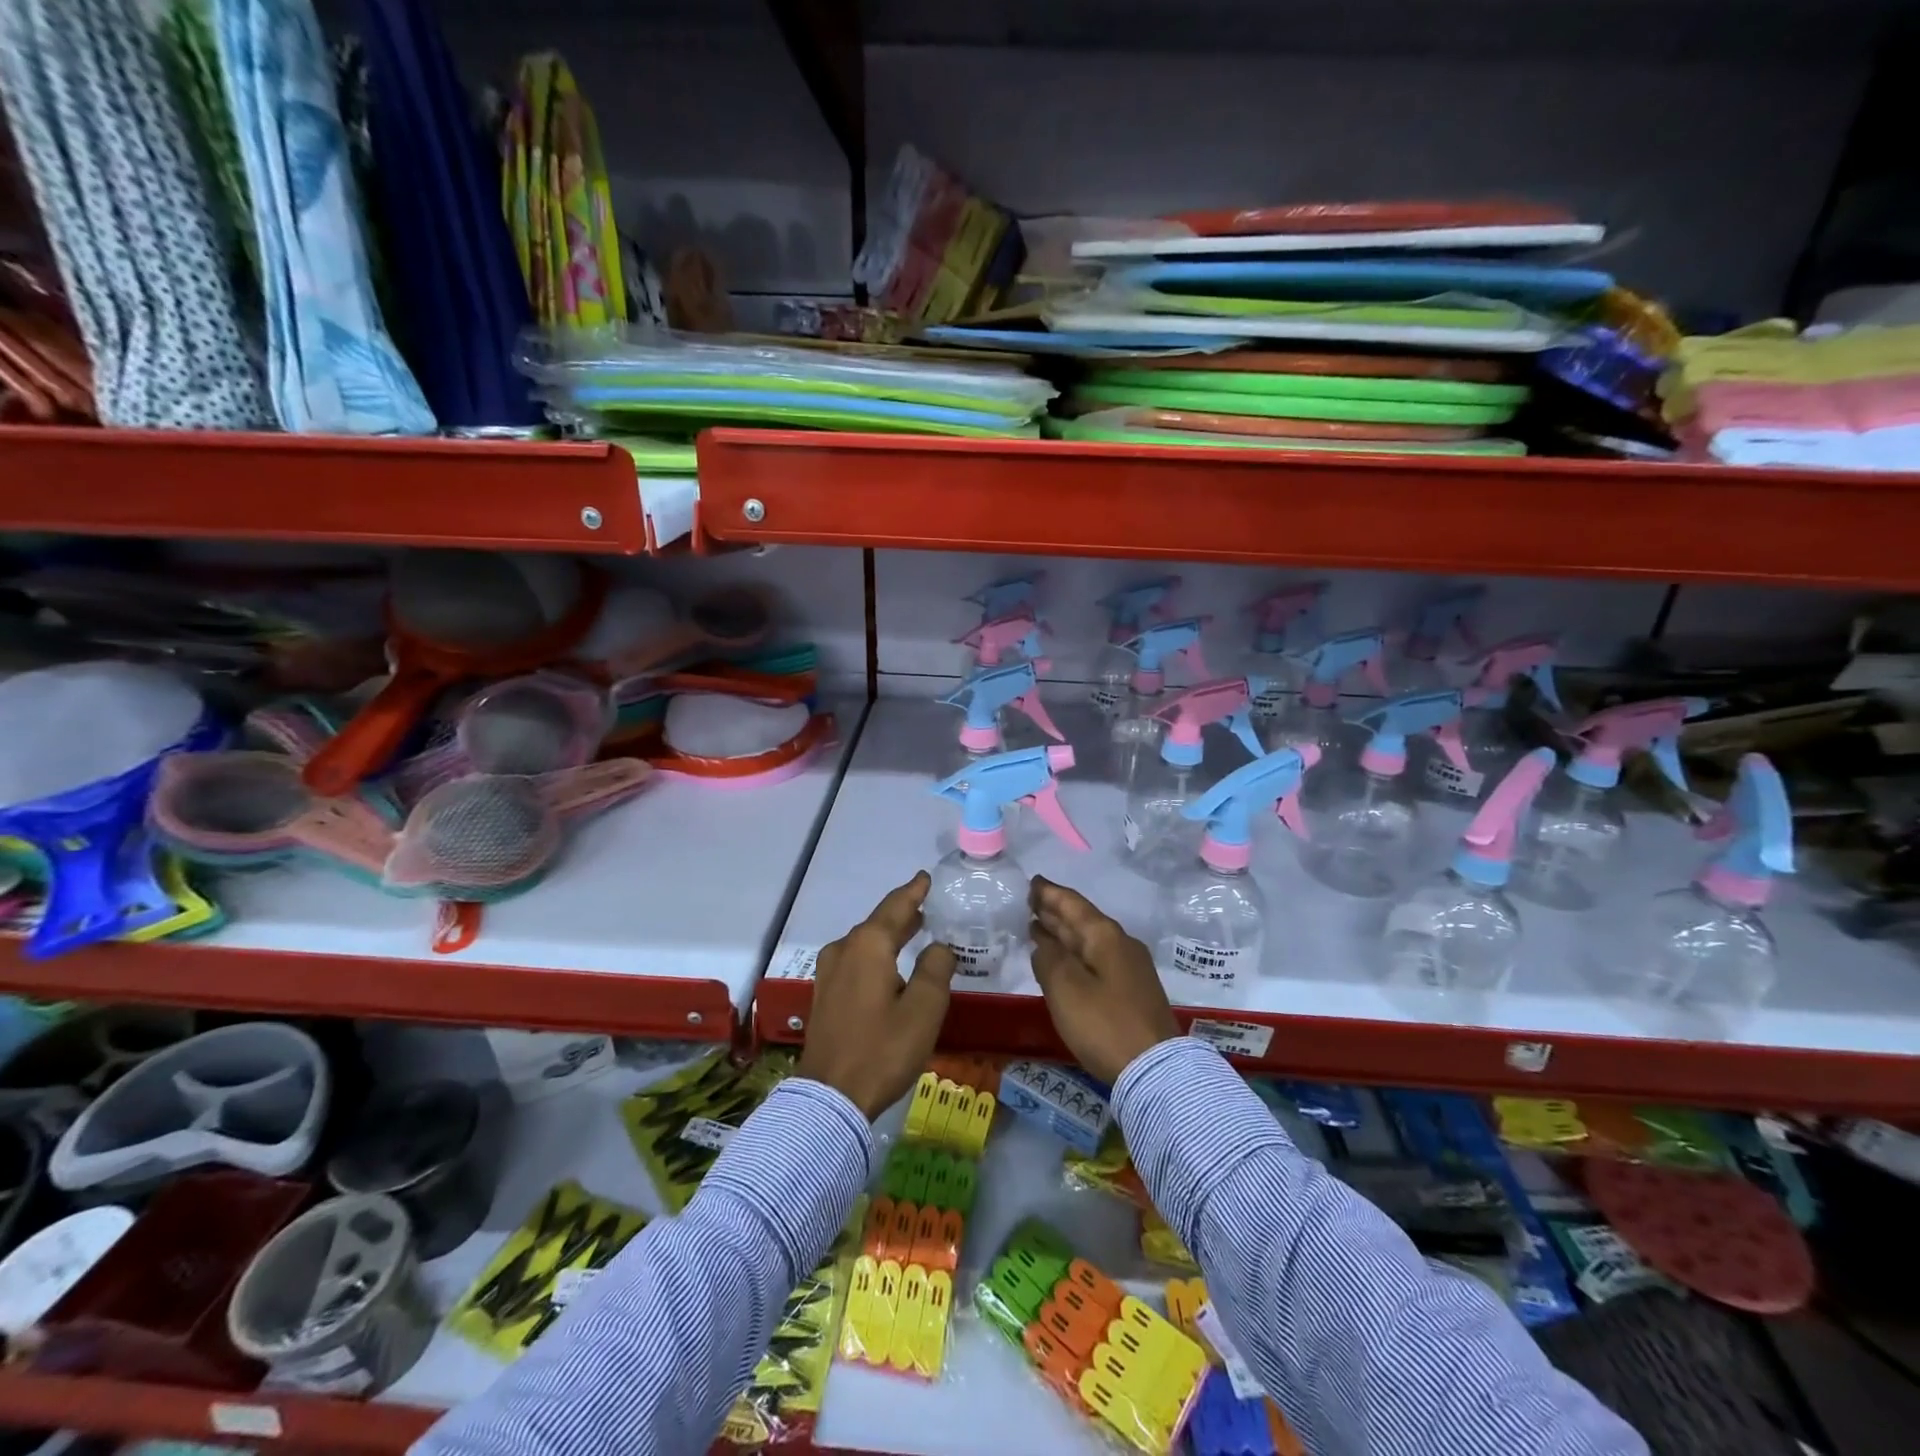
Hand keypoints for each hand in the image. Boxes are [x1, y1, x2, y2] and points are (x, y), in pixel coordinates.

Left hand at [797, 872, 957, 1118]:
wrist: (830, 1098)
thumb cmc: (882, 1049)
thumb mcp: (924, 1009)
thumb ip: (936, 969)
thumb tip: (939, 947)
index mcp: (869, 945)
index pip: (896, 906)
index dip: (913, 891)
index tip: (926, 877)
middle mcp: (844, 950)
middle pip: (878, 923)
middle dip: (903, 914)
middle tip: (926, 906)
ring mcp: (829, 973)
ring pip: (865, 943)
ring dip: (889, 935)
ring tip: (913, 931)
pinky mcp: (824, 995)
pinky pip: (855, 961)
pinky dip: (876, 955)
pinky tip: (889, 966)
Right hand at [1029, 877, 1180, 1085]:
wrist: (1155, 1069)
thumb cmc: (1104, 1024)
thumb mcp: (1065, 988)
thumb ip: (1048, 959)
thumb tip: (1043, 943)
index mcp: (1104, 936)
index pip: (1072, 904)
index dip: (1049, 893)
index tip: (1031, 882)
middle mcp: (1120, 944)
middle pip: (1082, 920)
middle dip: (1055, 911)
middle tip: (1030, 902)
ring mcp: (1129, 967)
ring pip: (1089, 940)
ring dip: (1064, 933)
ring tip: (1039, 926)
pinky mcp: (1132, 990)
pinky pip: (1096, 959)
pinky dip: (1075, 953)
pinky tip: (1063, 961)